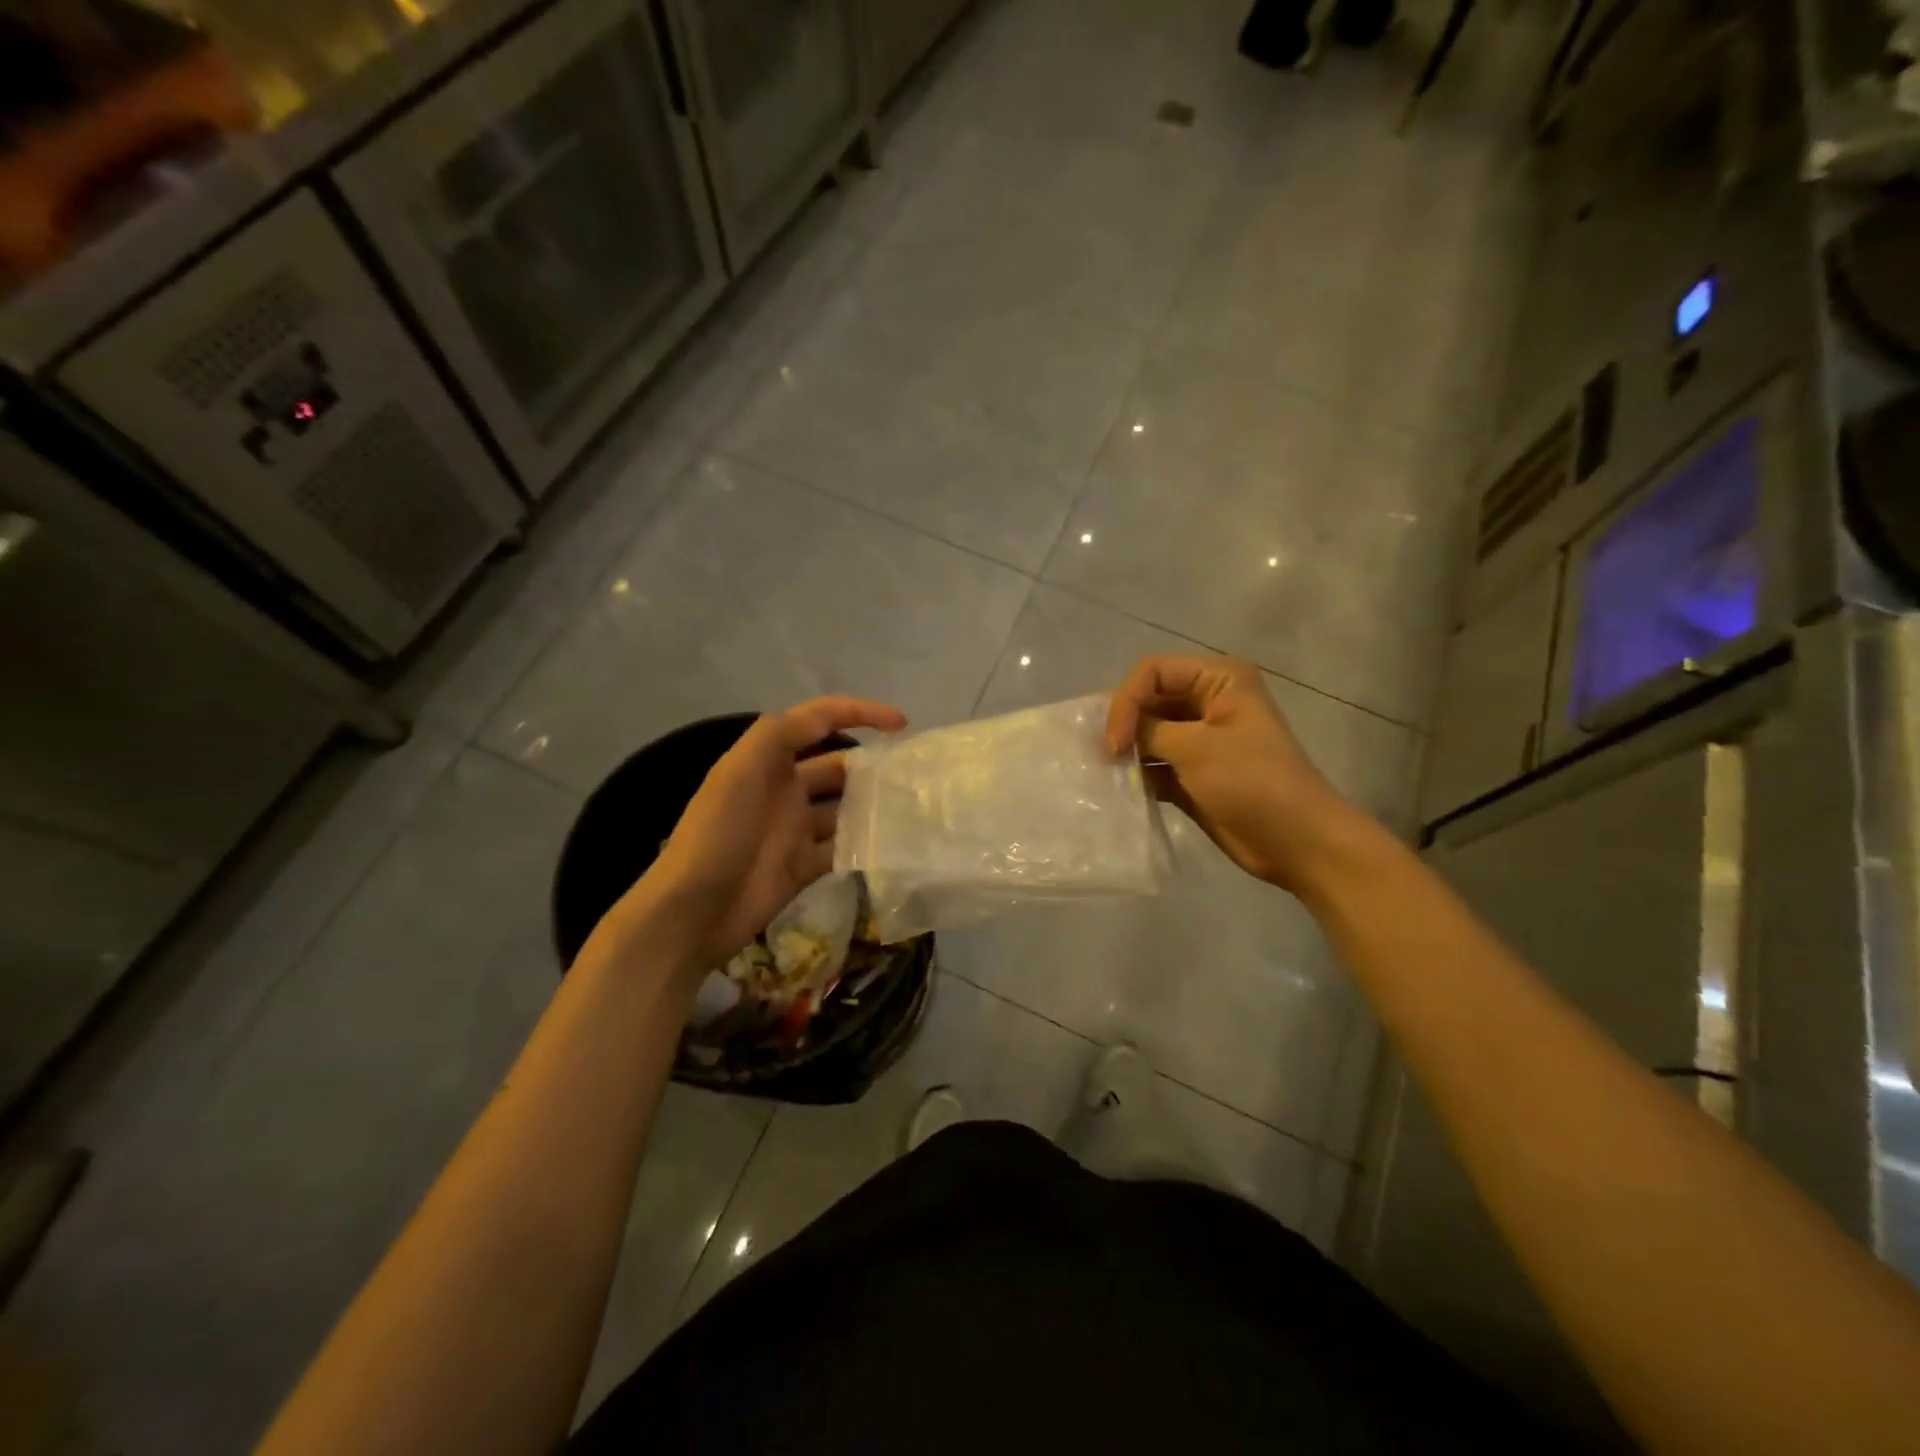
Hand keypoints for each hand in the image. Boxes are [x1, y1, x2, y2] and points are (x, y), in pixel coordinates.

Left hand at [621, 696, 906, 971]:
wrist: (693, 911)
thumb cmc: (717, 835)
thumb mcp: (738, 772)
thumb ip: (777, 735)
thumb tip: (825, 719)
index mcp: (767, 760)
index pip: (818, 722)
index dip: (858, 713)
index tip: (901, 725)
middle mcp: (784, 789)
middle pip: (838, 766)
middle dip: (872, 765)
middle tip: (914, 775)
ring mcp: (795, 829)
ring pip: (844, 808)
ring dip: (872, 806)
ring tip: (912, 808)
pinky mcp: (803, 866)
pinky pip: (842, 848)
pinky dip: (864, 845)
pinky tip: (892, 845)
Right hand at [1107, 655, 1362, 893]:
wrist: (1297, 842)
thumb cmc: (1252, 782)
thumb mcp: (1196, 748)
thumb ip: (1148, 731)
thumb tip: (1112, 734)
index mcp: (1219, 679)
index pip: (1153, 672)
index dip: (1127, 701)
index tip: (1115, 742)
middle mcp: (1208, 702)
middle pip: (1148, 700)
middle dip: (1124, 725)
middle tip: (1103, 756)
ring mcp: (1201, 740)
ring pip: (1149, 734)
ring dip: (1128, 752)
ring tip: (1106, 773)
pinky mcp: (1193, 774)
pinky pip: (1155, 765)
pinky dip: (1138, 775)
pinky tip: (1122, 790)